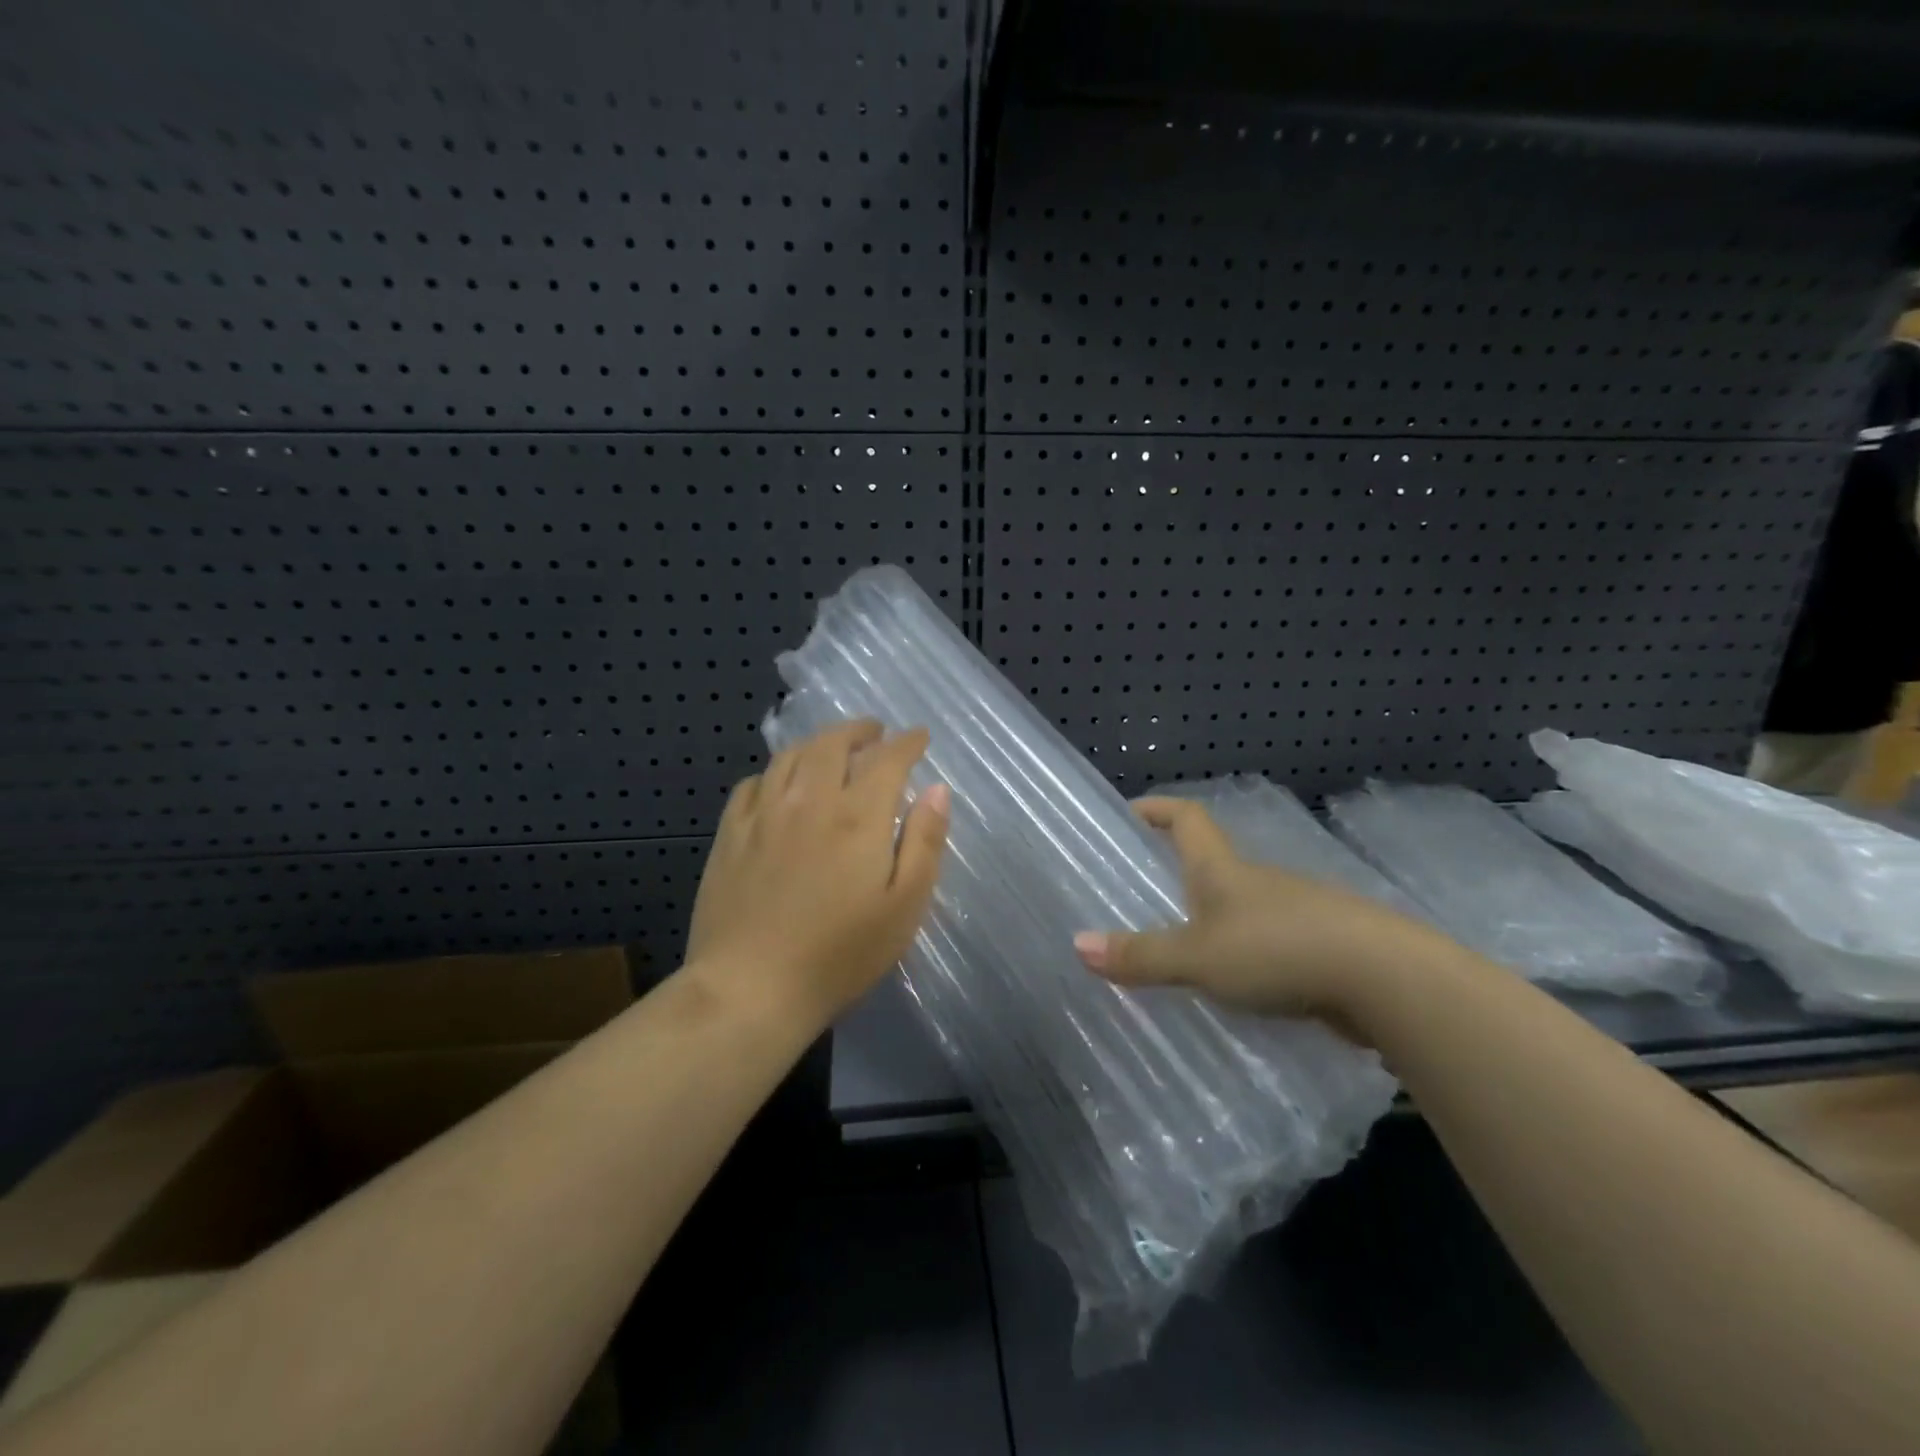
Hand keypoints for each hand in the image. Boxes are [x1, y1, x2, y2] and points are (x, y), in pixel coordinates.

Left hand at [685, 719, 949, 1029]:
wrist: (750, 987)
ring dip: (818, 743)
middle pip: (834, 744)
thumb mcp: (904, 906)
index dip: (907, 742)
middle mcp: (810, 800)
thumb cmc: (840, 954)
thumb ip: (924, 841)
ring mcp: (764, 814)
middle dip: (860, 731)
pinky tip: (780, 784)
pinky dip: (776, 772)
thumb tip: (937, 788)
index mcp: (858, 816)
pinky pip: (753, 783)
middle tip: (875, 733)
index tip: (919, 736)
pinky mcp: (730, 834)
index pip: (887, 759)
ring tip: (832, 749)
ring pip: (791, 756)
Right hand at [1073, 797, 1455, 1036]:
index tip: (1131, 811)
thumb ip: (1141, 956)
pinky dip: (1249, 951)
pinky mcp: (1324, 944)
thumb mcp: (1198, 957)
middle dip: (1181, 870)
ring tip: (1185, 947)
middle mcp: (1260, 879)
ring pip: (1245, 904)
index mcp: (1224, 869)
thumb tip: (1077, 946)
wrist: (1387, 980)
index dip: (1158, 809)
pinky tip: (1240, 985)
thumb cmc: (1278, 950)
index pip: (1187, 819)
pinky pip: (1272, 939)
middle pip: (1214, 860)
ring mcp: (1298, 909)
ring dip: (1216, 915)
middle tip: (1146, 892)